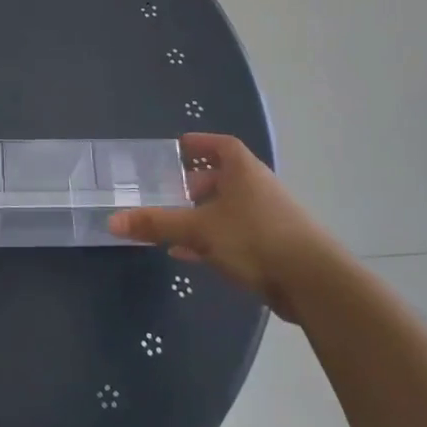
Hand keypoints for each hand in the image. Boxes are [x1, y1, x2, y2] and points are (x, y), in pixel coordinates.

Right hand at [108, 133, 338, 322]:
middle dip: (194, 184)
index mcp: (243, 170)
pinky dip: (213, 238)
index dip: (199, 144)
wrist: (314, 283)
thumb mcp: (198, 230)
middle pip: (222, 177)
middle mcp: (258, 186)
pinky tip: (191, 254)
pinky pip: (235, 234)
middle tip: (167, 192)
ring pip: (228, 208)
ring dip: (202, 214)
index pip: (219, 145)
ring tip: (173, 225)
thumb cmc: (254, 239)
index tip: (177, 147)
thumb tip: (112, 220)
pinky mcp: (274, 245)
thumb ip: (157, 224)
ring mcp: (269, 216)